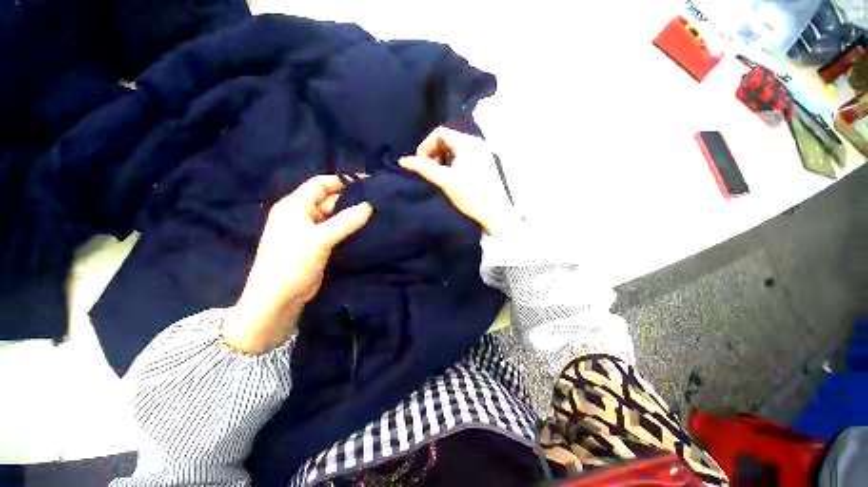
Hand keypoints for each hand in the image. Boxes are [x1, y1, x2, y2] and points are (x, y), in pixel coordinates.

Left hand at [222, 175, 372, 352]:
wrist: (278, 299)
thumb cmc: (292, 262)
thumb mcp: (319, 239)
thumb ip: (346, 221)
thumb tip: (370, 205)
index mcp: (295, 205)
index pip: (320, 184)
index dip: (343, 181)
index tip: (367, 182)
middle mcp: (302, 214)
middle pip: (329, 199)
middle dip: (351, 199)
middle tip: (377, 199)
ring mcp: (311, 230)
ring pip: (335, 216)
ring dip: (352, 214)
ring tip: (376, 212)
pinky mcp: (319, 244)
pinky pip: (337, 230)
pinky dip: (350, 228)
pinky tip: (366, 228)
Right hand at [399, 127, 512, 233]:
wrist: (495, 215)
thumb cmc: (471, 196)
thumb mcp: (445, 181)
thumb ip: (424, 169)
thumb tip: (402, 160)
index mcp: (468, 143)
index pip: (439, 133)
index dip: (425, 147)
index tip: (421, 165)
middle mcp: (476, 143)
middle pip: (447, 140)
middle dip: (433, 154)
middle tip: (430, 171)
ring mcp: (482, 154)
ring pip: (454, 150)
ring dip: (442, 160)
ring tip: (439, 177)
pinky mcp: (484, 164)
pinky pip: (462, 158)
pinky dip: (452, 165)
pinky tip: (451, 179)